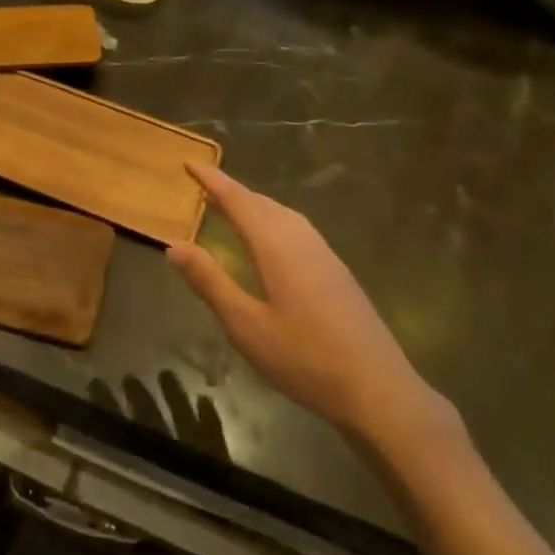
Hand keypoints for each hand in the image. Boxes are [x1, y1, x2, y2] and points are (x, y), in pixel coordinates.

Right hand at [166, 163, 451, 449]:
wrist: (379, 391)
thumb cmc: (304, 359)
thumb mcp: (245, 325)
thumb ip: (210, 282)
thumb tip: (174, 245)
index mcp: (277, 247)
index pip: (238, 201)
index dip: (212, 180)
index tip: (190, 162)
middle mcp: (302, 241)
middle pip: (262, 203)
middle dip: (232, 190)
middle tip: (204, 185)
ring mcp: (325, 255)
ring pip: (283, 215)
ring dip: (255, 204)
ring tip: (232, 207)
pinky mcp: (338, 272)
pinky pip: (298, 229)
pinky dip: (274, 220)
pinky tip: (272, 240)